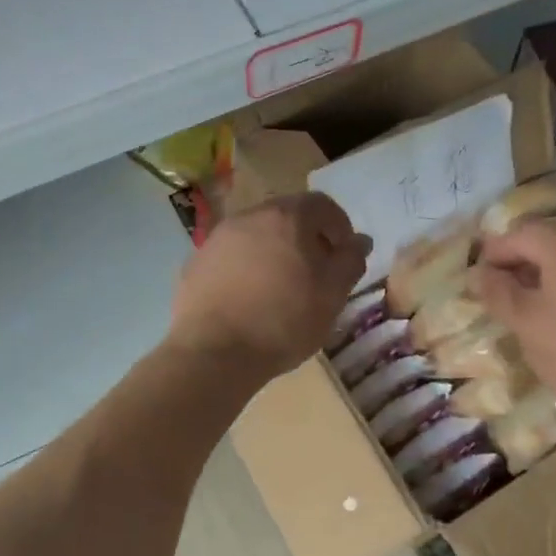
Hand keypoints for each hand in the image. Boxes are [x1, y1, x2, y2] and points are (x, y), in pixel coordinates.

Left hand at [169, 194, 369, 380]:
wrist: (214, 351)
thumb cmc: (284, 320)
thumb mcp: (332, 294)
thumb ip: (350, 261)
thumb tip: (359, 241)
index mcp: (287, 216)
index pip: (322, 205)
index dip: (339, 227)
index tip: (343, 256)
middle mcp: (249, 216)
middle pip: (286, 216)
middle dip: (305, 238)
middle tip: (315, 272)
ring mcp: (217, 238)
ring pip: (256, 235)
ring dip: (273, 252)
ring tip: (281, 288)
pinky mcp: (196, 263)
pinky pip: (230, 257)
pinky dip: (245, 269)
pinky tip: (248, 299)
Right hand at [475, 220, 555, 418]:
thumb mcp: (527, 325)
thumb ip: (498, 293)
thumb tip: (480, 273)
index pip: (521, 232)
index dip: (495, 252)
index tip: (480, 280)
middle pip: (553, 243)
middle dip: (524, 266)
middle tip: (505, 299)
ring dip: (554, 281)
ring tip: (540, 316)